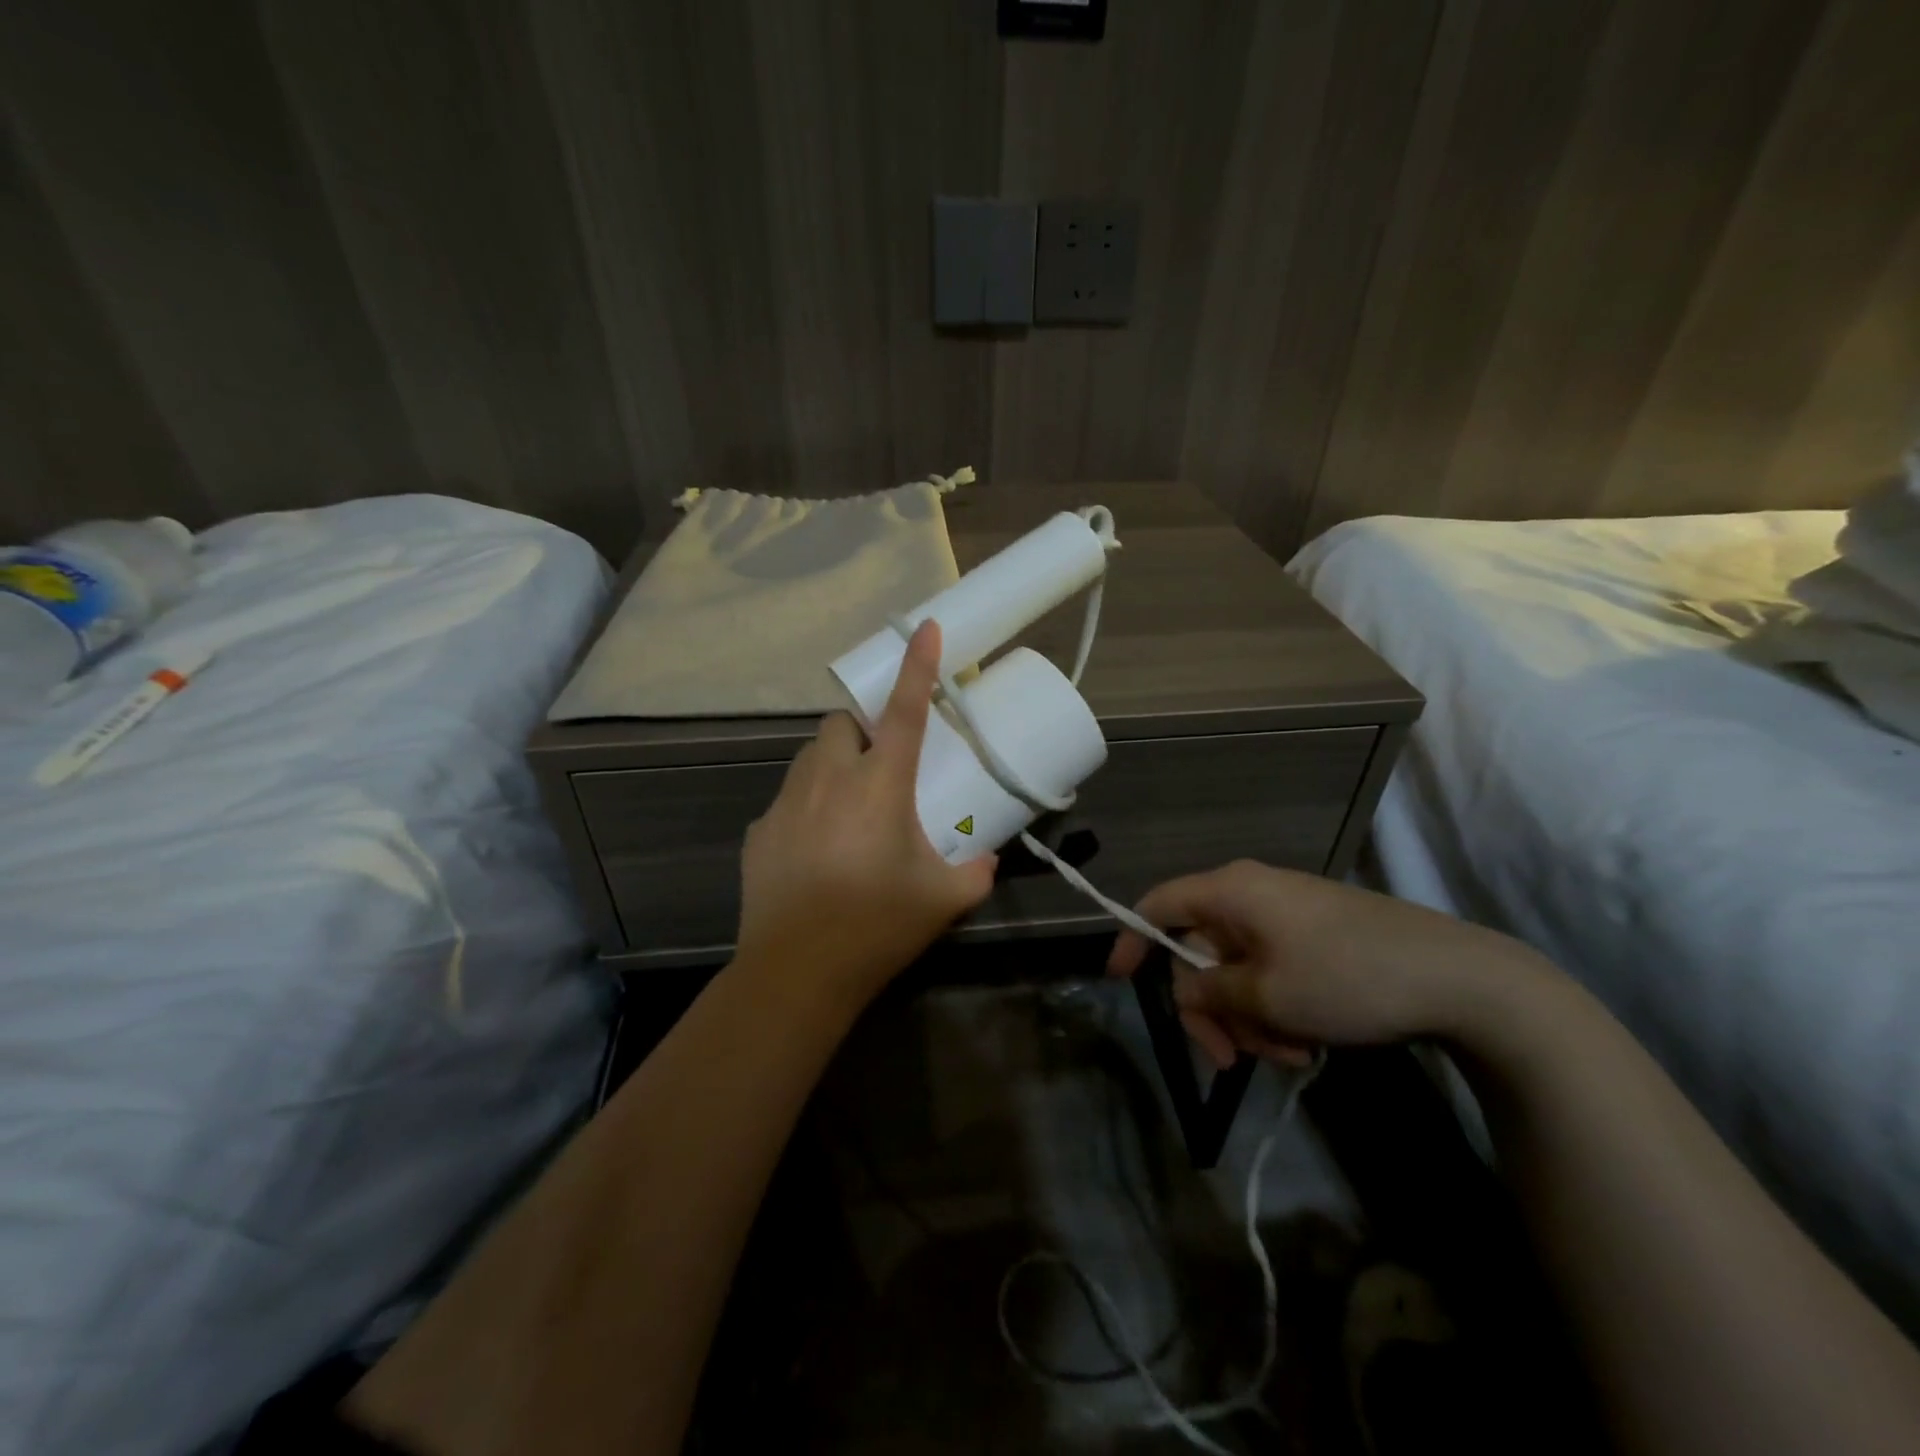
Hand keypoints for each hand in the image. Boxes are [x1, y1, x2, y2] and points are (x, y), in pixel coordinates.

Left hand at [735, 620, 997, 1009]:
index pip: (904, 710)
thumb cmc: (876, 925)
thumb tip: (986, 859)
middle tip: (881, 767)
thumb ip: (975, 871)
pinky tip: (816, 850)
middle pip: (840, 725)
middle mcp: (829, 779)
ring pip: (810, 758)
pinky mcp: (759, 832)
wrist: (796, 972)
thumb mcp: (944, 899)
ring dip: (833, 766)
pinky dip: (806, 807)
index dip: (917, 666)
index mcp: (879, 784)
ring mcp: (786, 803)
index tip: (924, 627)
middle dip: (860, 731)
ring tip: (849, 808)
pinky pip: (787, 800)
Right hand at [1105, 860, 1549, 1067]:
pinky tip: (1308, 1044)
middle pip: (1201, 951)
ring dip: (1250, 1019)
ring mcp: (1288, 914)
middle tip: (1231, 1060)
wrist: (1459, 977)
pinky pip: (1273, 970)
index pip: (1159, 904)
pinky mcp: (1317, 935)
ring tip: (1289, 1056)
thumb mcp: (1267, 996)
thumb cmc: (1347, 978)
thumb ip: (1210, 991)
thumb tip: (1187, 985)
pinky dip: (1277, 1008)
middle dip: (1212, 1009)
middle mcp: (1252, 894)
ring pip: (1239, 969)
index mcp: (1231, 892)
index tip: (1119, 980)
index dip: (1132, 938)